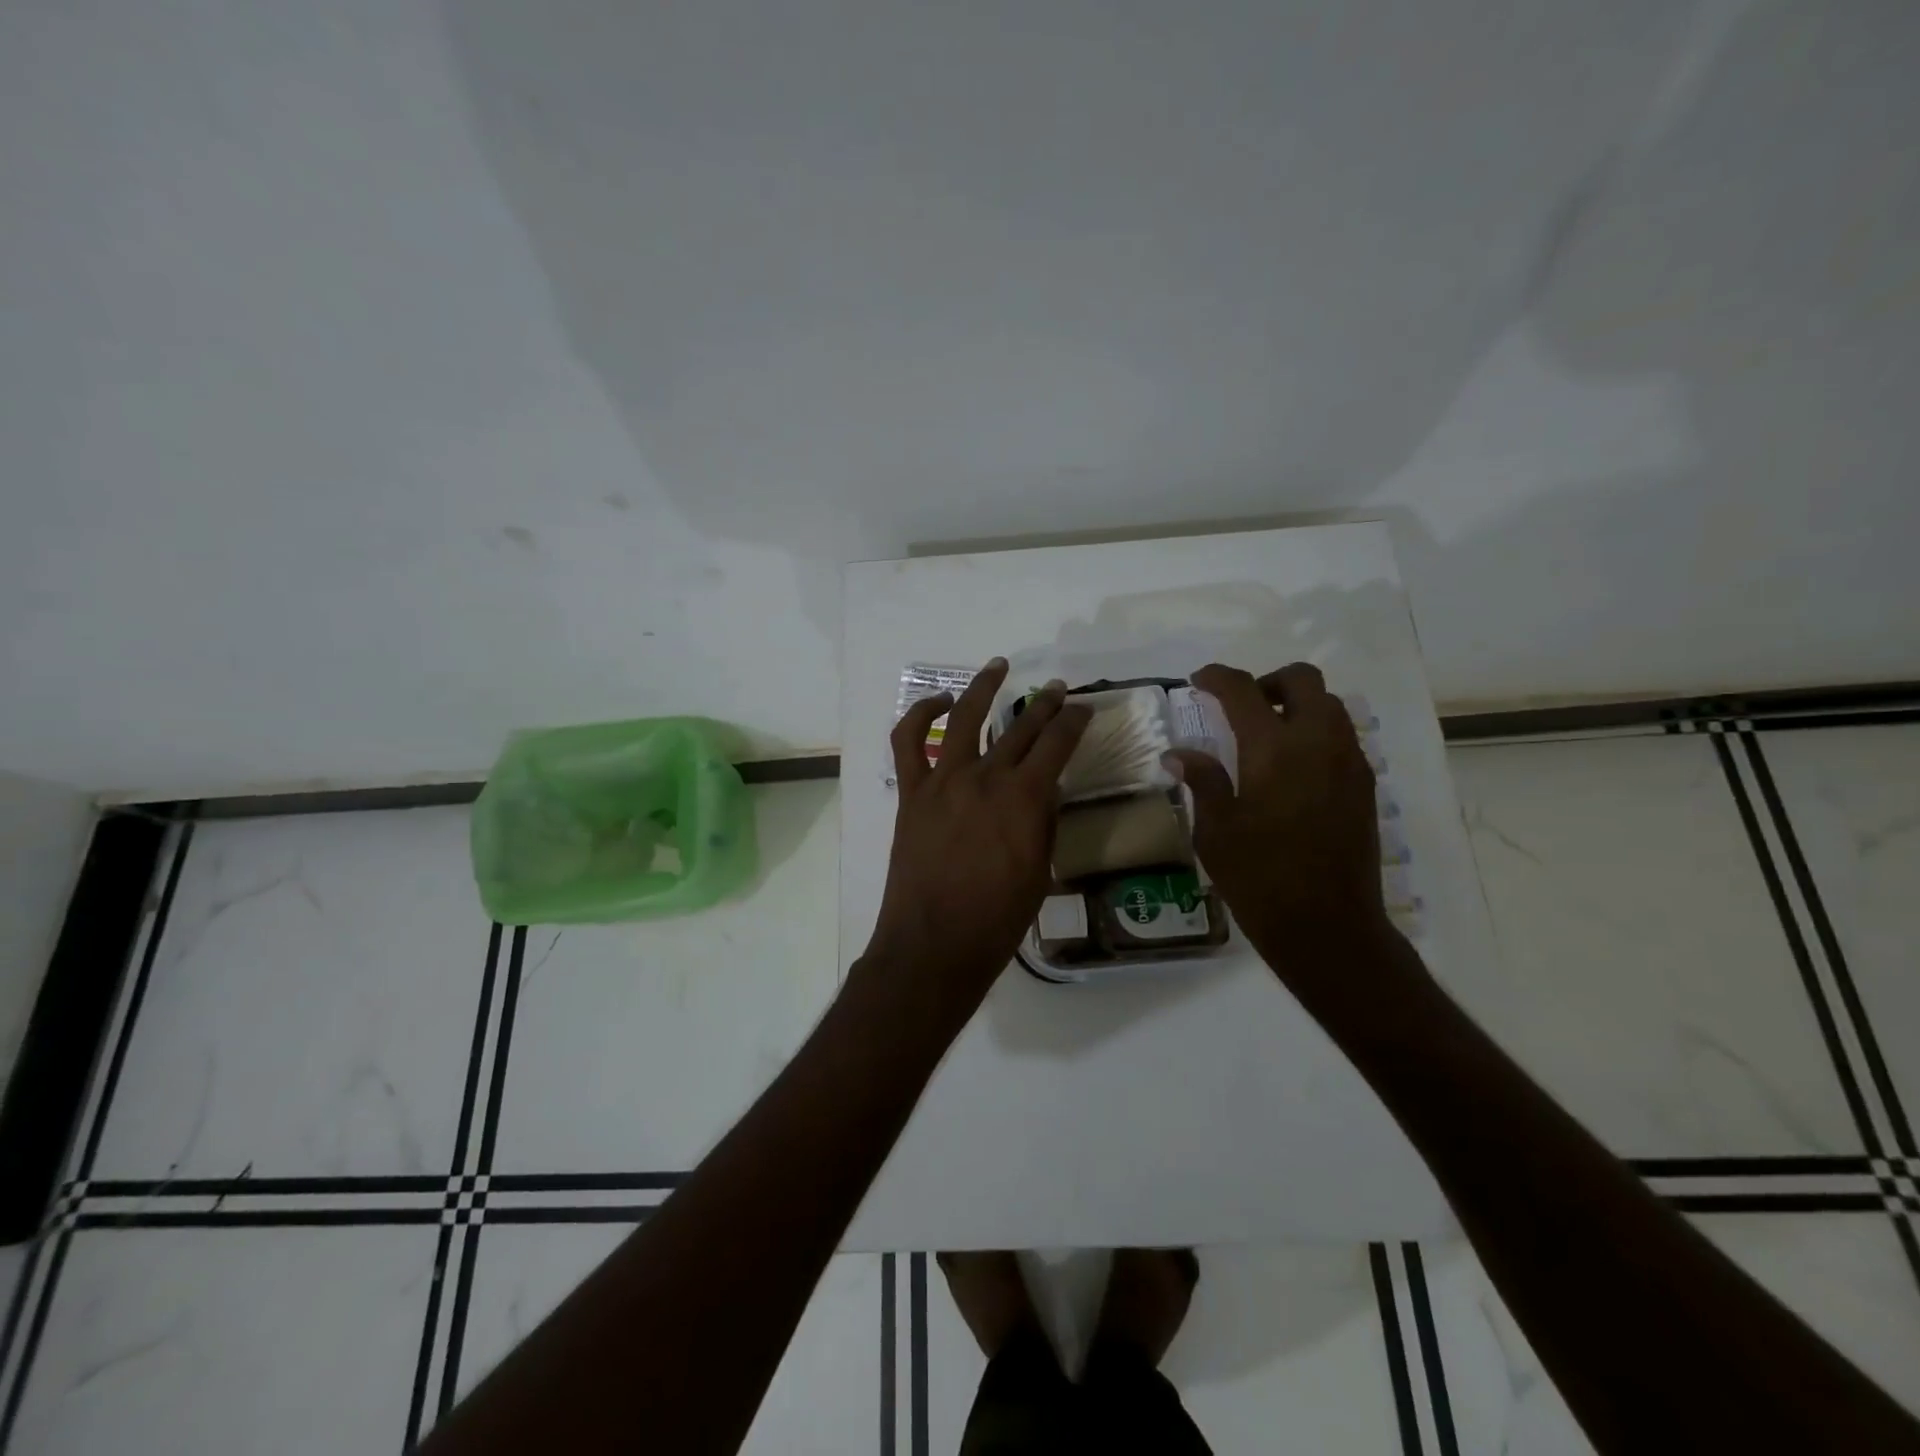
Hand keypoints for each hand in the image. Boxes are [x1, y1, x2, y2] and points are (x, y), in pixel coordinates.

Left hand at [862, 658, 1090, 1021]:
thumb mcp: (1041, 870)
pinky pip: (908, 741)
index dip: (1074, 721)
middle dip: (1044, 704)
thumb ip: (1043, 822)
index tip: (1082, 709)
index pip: (1057, 744)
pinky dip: (919, 714)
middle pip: (1020, 728)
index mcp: (1025, 798)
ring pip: (963, 718)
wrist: (936, 944)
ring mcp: (944, 781)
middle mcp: (986, 777)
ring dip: (983, 687)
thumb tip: (1045, 790)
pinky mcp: (913, 792)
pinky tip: (937, 701)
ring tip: (998, 666)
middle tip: (1056, 689)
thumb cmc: (998, 918)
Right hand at [1164, 663, 1390, 978]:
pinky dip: (1315, 732)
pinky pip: (1342, 736)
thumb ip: (1202, 780)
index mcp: (1273, 750)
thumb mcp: (1215, 831)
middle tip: (1241, 707)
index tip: (1198, 681)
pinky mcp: (1364, 785)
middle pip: (1302, 680)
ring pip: (1329, 705)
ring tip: (1266, 737)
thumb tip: (1179, 753)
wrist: (1328, 926)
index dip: (1217, 677)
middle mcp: (1318, 743)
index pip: (1243, 690)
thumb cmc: (1259, 878)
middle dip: (1268, 682)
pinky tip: (1291, 768)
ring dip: (1296, 705)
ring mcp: (1348, 763)